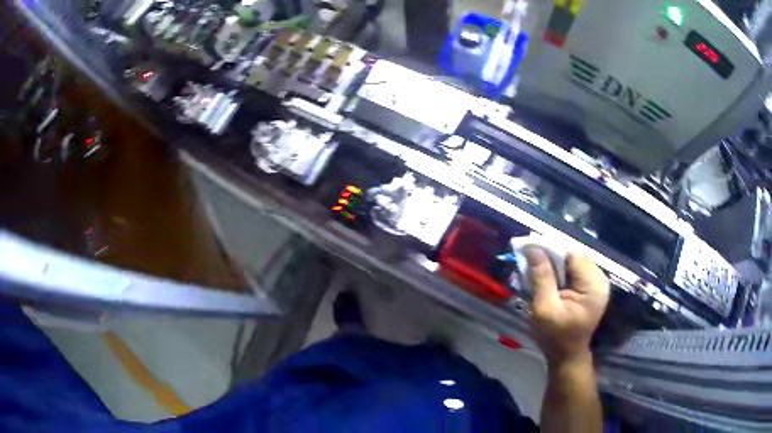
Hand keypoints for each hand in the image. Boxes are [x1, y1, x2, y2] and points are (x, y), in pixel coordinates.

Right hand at [524, 247, 609, 365]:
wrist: (567, 355)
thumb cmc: (555, 337)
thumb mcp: (544, 309)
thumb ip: (541, 278)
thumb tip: (533, 248)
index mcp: (593, 285)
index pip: (572, 254)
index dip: (551, 249)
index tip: (529, 250)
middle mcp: (600, 279)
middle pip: (574, 255)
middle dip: (552, 256)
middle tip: (530, 260)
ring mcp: (597, 282)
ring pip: (573, 260)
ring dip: (555, 263)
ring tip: (537, 269)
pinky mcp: (592, 286)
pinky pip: (575, 269)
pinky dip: (560, 270)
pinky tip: (549, 278)